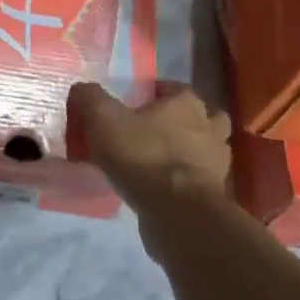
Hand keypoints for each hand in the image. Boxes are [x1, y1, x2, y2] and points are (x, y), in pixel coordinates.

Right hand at [67, 81, 231, 212]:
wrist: (178, 212)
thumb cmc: (143, 156)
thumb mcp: (103, 120)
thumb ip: (91, 99)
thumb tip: (82, 88)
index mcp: (186, 102)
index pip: (173, 87)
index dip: (155, 93)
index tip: (135, 105)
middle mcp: (209, 126)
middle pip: (199, 116)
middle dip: (180, 121)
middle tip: (152, 131)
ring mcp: (217, 161)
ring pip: (204, 148)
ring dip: (187, 152)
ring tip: (158, 162)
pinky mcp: (215, 193)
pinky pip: (199, 179)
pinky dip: (185, 180)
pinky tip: (163, 188)